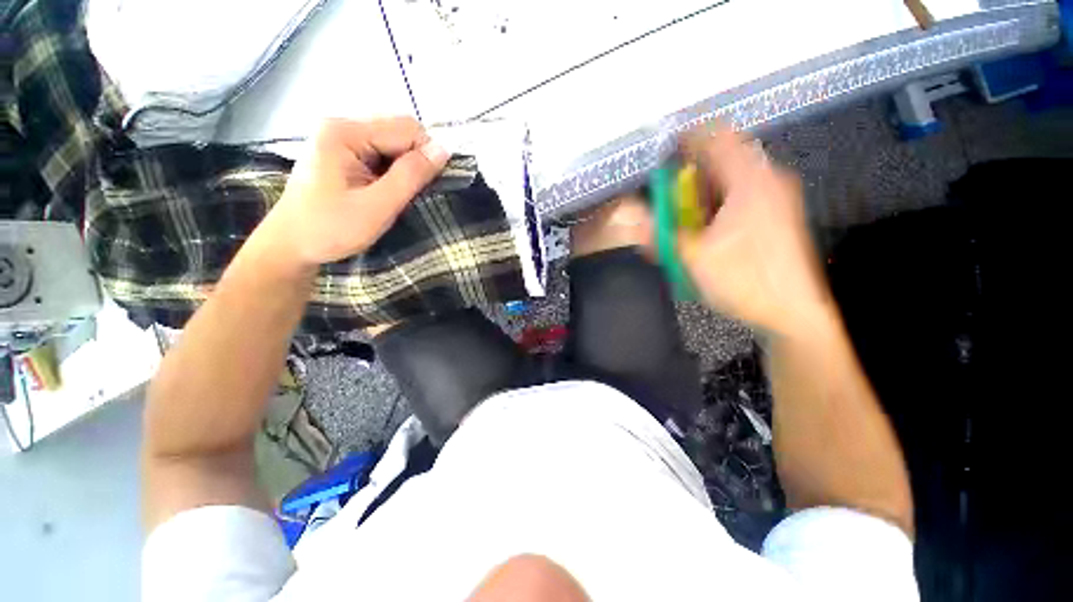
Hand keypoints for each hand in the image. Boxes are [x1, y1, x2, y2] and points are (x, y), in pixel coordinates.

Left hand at [257, 117, 449, 268]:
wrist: (290, 246)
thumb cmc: (331, 229)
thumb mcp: (378, 206)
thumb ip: (410, 176)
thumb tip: (444, 150)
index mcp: (346, 132)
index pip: (407, 129)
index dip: (425, 156)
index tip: (426, 188)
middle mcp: (342, 126)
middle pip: (399, 132)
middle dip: (415, 162)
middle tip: (409, 195)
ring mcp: (341, 139)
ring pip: (393, 145)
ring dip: (404, 169)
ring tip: (395, 196)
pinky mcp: (342, 154)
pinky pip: (381, 155)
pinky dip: (392, 173)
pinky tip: (385, 192)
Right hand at [679, 128, 832, 335]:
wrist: (793, 313)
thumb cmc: (744, 282)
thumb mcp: (693, 258)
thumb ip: (662, 233)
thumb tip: (635, 219)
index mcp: (749, 182)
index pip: (718, 138)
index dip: (688, 139)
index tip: (664, 151)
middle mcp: (767, 181)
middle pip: (723, 160)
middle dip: (691, 175)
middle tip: (669, 198)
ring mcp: (775, 199)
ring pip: (731, 180)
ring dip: (702, 193)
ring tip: (683, 218)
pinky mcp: (776, 216)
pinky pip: (740, 197)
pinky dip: (716, 205)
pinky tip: (705, 230)